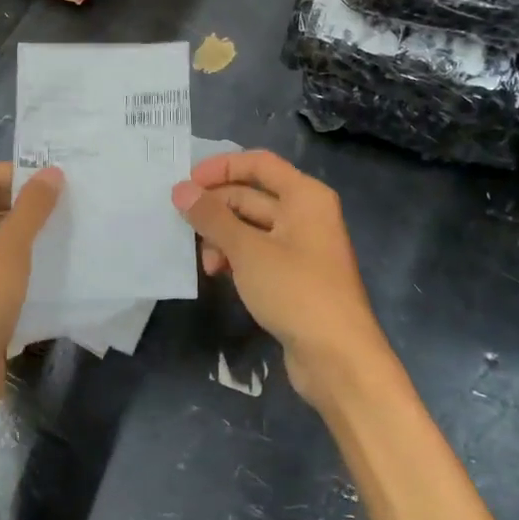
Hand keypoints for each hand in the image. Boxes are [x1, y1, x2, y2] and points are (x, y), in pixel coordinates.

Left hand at [0, 162, 62, 433]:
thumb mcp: (11, 248)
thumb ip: (33, 207)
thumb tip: (52, 171)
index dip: (20, 175)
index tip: (59, 182)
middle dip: (21, 202)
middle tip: (64, 205)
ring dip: (20, 229)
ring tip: (60, 230)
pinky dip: (12, 255)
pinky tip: (43, 262)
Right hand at [173, 150, 387, 406]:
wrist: (337, 356)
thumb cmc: (295, 291)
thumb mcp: (247, 250)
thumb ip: (212, 217)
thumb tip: (181, 190)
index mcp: (305, 196)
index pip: (258, 163)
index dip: (221, 167)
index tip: (186, 183)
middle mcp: (306, 214)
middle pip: (252, 195)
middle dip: (216, 209)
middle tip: (182, 226)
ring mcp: (301, 247)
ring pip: (251, 227)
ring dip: (223, 238)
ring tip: (205, 262)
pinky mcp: (293, 276)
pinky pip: (257, 253)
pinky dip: (235, 258)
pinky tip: (217, 274)